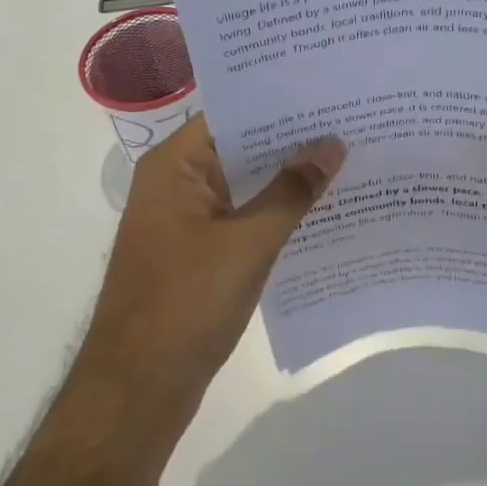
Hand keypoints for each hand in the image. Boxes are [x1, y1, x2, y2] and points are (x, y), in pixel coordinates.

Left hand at [74, 115, 344, 451]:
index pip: (232, 113)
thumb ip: (291, 191)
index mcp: (174, 166)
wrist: (136, 393)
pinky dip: (275, 212)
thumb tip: (332, 143)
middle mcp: (176, 183)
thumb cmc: (185, 305)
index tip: (329, 92)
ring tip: (347, 158)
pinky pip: (242, 217)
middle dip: (291, 139)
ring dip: (286, 177)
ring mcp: (185, 220)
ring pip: (244, 184)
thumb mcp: (248, 243)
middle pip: (240, 146)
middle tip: (350, 122)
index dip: (279, 102)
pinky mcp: (197, 253)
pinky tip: (321, 210)